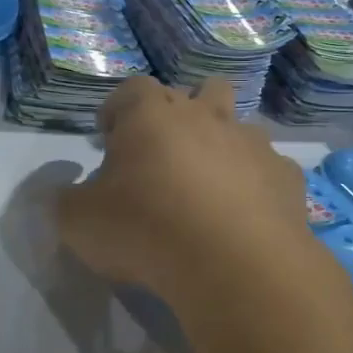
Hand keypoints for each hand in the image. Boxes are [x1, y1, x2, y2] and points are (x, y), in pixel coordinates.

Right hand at [57, 76, 315, 310]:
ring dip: (224, 145)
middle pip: (201, 90)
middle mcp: (207, 117)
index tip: (108, 133)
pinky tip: (246, 215)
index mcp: (152, 116)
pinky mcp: (286, 177)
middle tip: (165, 149)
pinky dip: (255, 184)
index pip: (132, 89)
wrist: (234, 263)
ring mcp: (253, 144)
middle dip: (184, 110)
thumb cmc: (146, 230)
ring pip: (240, 126)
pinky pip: (268, 169)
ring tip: (210, 183)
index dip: (118, 107)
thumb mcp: (79, 222)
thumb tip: (68, 191)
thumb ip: (66, 200)